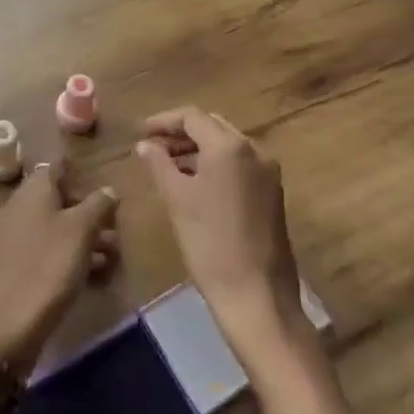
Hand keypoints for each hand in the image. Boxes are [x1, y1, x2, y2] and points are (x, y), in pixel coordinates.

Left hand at [0, 162, 119, 374]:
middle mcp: (20, 207)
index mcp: (33, 190)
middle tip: (114, 228)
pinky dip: (69, 257)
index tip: (100, 183)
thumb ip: (97, 205)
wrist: (5, 324)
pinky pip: (46, 252)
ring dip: (83, 238)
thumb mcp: (81, 231)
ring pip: (54, 228)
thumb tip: (108, 190)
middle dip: (87, 212)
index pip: (55, 168)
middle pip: (57, 199)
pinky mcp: (14, 267)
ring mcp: (14, 238)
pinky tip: (92, 275)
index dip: (77, 172)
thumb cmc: (48, 265)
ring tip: (112, 256)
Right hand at [135, 107, 304, 364]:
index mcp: (230, 146)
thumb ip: (159, 164)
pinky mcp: (272, 195)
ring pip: (227, 146)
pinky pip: (239, 166)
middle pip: (212, 127)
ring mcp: (268, 173)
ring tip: (167, 165)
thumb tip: (146, 145)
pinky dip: (214, 166)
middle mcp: (255, 151)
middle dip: (181, 133)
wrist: (257, 296)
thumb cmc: (210, 243)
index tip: (140, 132)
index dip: (163, 121)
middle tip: (152, 146)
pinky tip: (194, 183)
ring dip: (197, 149)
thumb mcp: (177, 199)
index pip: (192, 117)